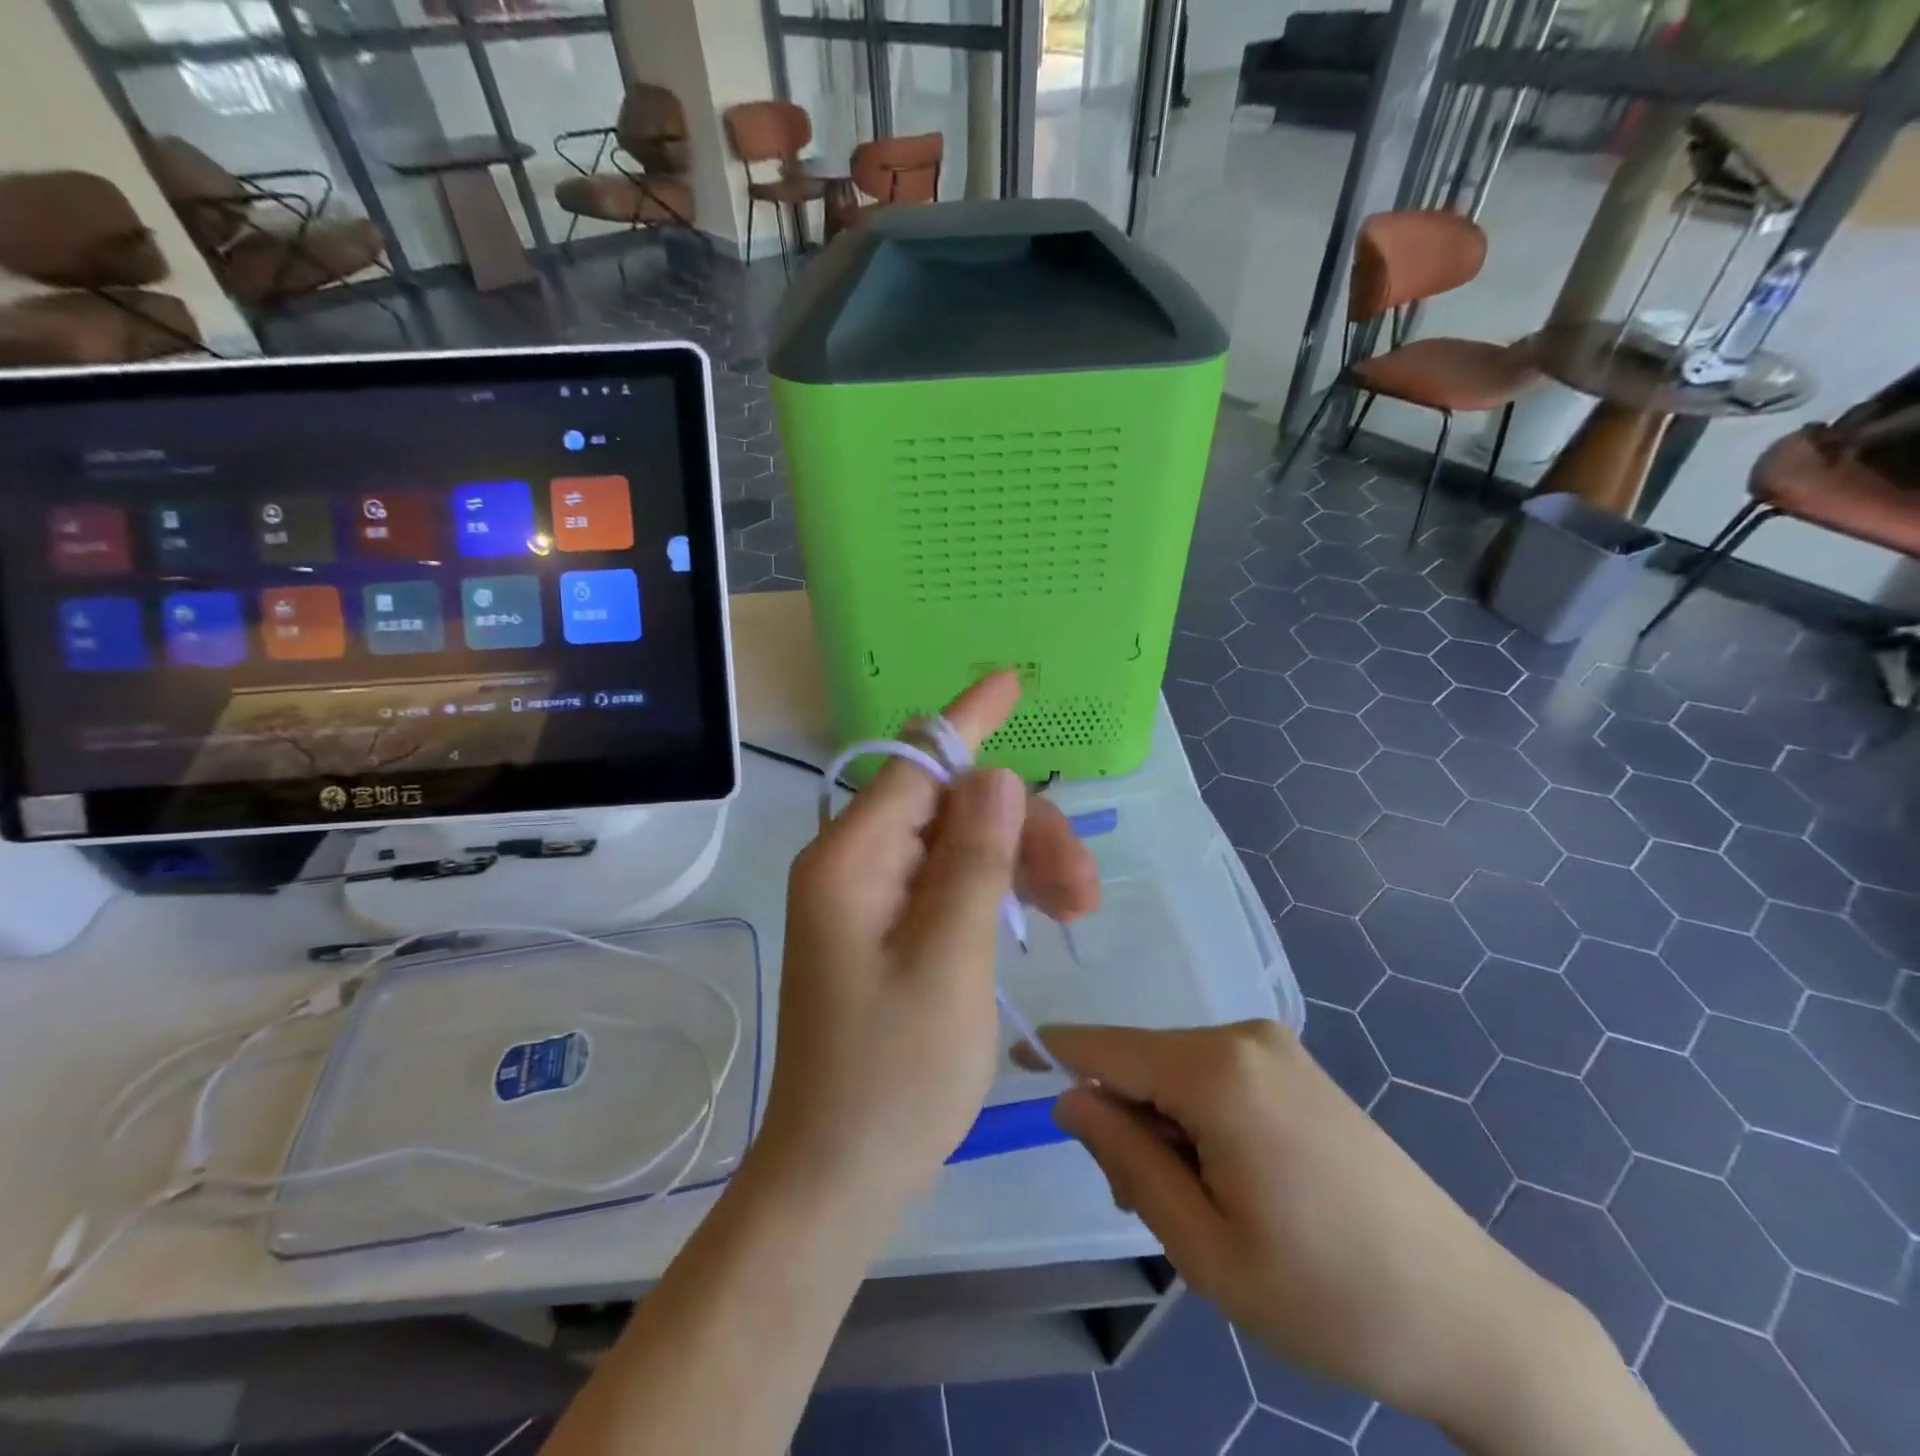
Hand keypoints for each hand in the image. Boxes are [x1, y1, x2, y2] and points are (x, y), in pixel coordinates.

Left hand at [755, 672, 1100, 1212]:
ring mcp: (870, 899)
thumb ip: (972, 861)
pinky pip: (948, 883)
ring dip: (1020, 861)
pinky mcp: (887, 930)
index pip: (918, 762)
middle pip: (950, 807)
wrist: (839, 1175)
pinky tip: (1038, 914)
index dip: (969, 719)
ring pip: (959, 844)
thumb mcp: (949, 962)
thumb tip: (993, 775)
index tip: (1013, 681)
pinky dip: (997, 890)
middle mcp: (854, 865)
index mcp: (852, 860)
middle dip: (1022, 828)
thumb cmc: (893, 1079)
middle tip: (1084, 888)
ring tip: (1077, 909)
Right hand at [1036, 1021, 1594, 1436]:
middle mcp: (1242, 1037)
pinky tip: (1231, 1179)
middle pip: (1142, 1060)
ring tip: (1199, 1208)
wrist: (1471, 1316)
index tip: (1009, 1062)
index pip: (1105, 1045)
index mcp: (1217, 1072)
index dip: (1052, 1051)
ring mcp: (1275, 1048)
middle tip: (1146, 1205)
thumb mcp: (1204, 1247)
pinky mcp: (1295, 1067)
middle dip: (1122, 1117)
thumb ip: (1127, 1159)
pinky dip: (1197, 1118)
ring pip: (1177, 1070)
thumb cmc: (1327, 1296)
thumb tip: (1071, 1098)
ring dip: (1162, 1125)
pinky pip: (1216, 1076)